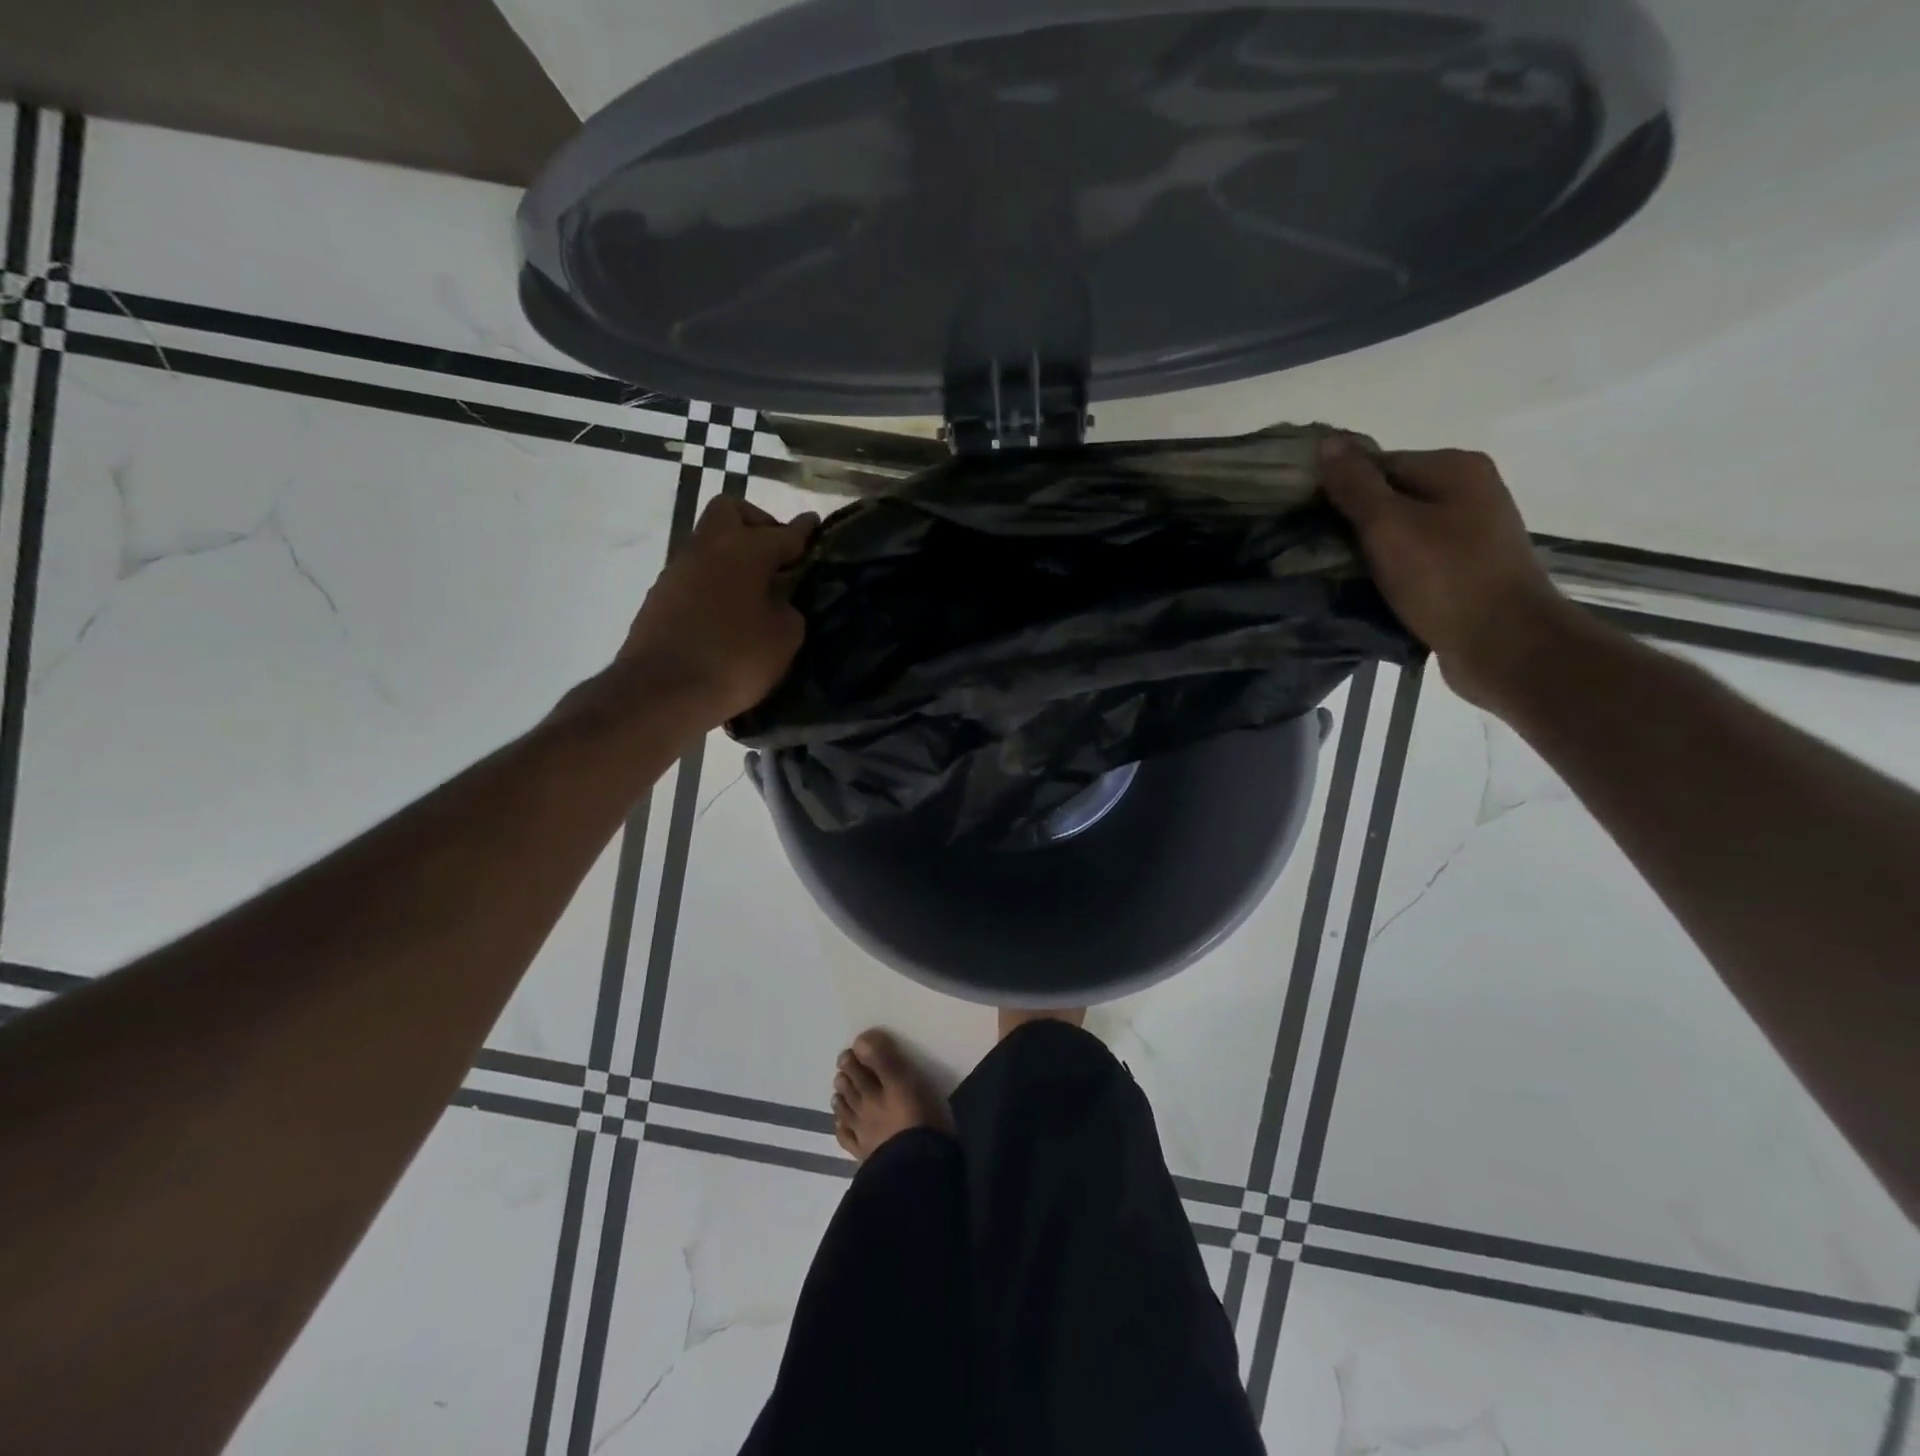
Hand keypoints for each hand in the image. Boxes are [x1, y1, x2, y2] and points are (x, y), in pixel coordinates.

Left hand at [616, 496, 818, 725]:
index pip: (782, 532)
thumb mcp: (784, 638)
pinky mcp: (660, 597)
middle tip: (776, 557)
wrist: (662, 692)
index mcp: (744, 550)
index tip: (813, 524)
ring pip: (710, 544)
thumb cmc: (734, 659)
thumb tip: (778, 603)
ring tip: (755, 592)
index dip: (802, 530)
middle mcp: (707, 548)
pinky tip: (728, 614)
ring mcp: (678, 570)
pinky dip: (715, 583)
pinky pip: (696, 575)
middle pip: (731, 511)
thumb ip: (788, 610)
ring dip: (733, 557)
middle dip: (757, 524)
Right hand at [1318, 438, 1581, 709]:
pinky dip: (1389, 572)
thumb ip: (1355, 485)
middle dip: (1351, 522)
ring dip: (1368, 551)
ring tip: (1335, 574)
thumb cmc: (1445, 578)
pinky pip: (1414, 560)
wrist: (1505, 644)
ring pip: (1400, 532)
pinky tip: (1367, 590)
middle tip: (1314, 550)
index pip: (1378, 463)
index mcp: (1454, 468)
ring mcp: (1470, 532)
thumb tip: (1326, 442)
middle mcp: (1468, 491)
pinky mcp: (1465, 570)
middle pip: (1389, 496)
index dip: (1338, 489)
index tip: (1304, 520)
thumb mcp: (1389, 526)